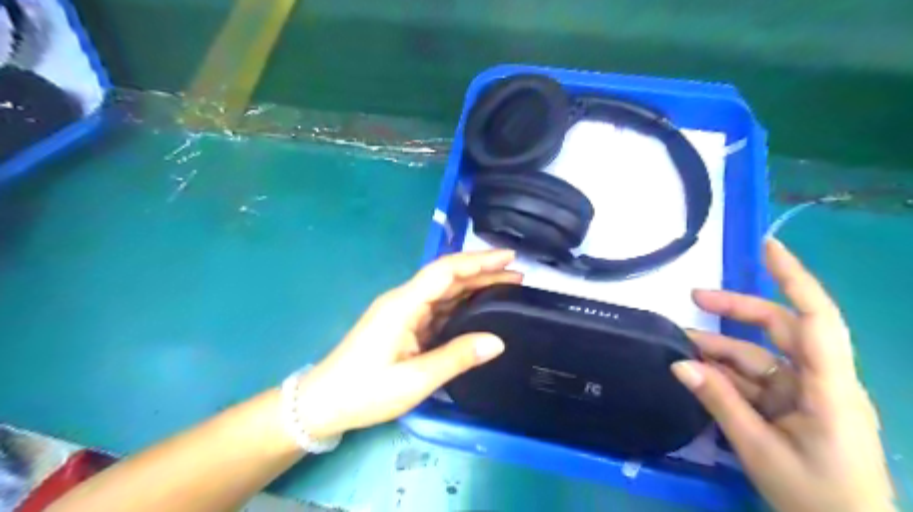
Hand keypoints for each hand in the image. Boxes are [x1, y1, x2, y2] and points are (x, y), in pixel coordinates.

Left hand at [293, 251, 520, 438]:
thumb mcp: (414, 380)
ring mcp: (404, 311)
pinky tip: (480, 306)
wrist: (324, 403)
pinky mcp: (405, 324)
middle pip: (447, 277)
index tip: (508, 258)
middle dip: (482, 271)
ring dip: (475, 286)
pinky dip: (462, 303)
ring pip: (444, 291)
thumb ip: (457, 358)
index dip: (477, 261)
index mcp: (403, 305)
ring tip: (508, 286)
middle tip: (518, 274)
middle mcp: (404, 300)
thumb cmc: (365, 391)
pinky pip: (438, 307)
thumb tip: (497, 341)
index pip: (445, 271)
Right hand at [673, 240, 896, 511]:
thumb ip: (718, 402)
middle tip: (694, 298)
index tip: (767, 247)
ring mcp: (806, 392)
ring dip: (721, 349)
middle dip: (736, 310)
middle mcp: (821, 380)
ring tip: (681, 346)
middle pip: (780, 328)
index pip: (815, 319)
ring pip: (760, 355)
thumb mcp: (759, 449)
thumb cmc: (816, 497)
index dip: (794, 279)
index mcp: (828, 387)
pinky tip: (699, 373)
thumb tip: (678, 363)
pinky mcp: (794, 405)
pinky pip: (756, 379)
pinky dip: (727, 374)